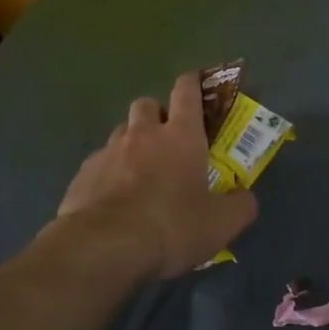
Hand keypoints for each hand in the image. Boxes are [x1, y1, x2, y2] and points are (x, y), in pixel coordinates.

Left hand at [55, 72, 257, 278]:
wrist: (104, 248)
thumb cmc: (172, 227)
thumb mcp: (221, 224)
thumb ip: (240, 206)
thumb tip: (246, 197)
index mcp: (181, 136)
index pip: (186, 93)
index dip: (191, 83)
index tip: (194, 81)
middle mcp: (142, 135)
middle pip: (146, 104)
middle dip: (156, 114)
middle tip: (166, 139)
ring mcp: (108, 152)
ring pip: (120, 132)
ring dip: (131, 142)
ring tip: (138, 171)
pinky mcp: (82, 175)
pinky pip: (98, 163)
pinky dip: (108, 172)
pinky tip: (112, 198)